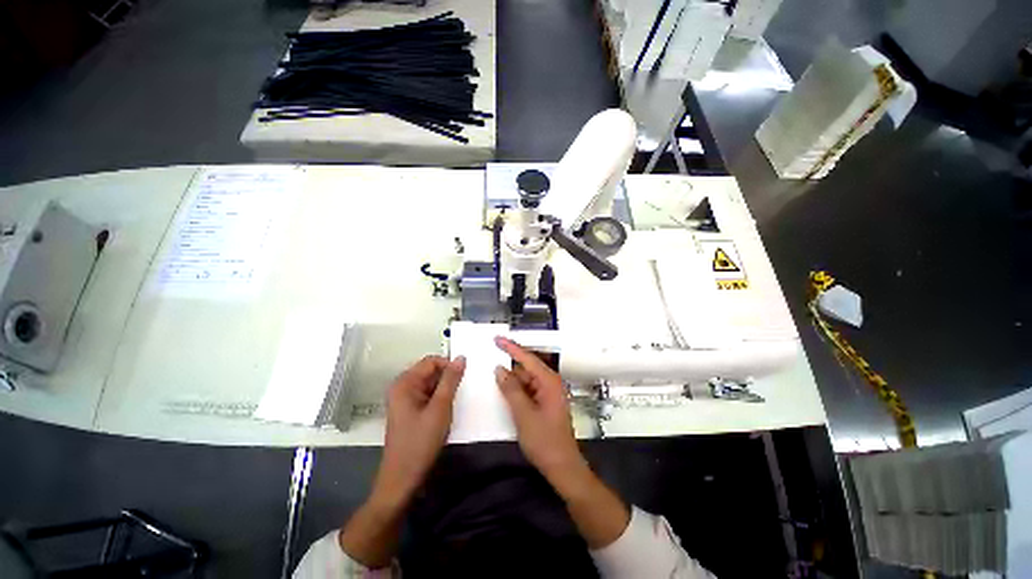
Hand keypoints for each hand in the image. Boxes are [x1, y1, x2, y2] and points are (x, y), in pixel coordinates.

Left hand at [373, 355, 465, 509]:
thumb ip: (451, 380)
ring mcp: (404, 400)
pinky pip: (427, 396)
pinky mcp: (409, 411)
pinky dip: (439, 399)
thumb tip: (461, 357)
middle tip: (461, 392)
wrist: (402, 479)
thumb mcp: (440, 408)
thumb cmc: (420, 442)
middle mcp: (402, 387)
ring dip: (444, 390)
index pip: (431, 361)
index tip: (464, 378)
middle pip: (430, 371)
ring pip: (430, 384)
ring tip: (454, 403)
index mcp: (404, 382)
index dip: (449, 365)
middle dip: (447, 379)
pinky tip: (446, 411)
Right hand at [493, 337, 587, 484]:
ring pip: (525, 380)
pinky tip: (502, 391)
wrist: (562, 467)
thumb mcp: (524, 415)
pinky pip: (527, 390)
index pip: (528, 358)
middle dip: (509, 365)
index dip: (511, 347)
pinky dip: (515, 390)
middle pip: (526, 368)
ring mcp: (547, 393)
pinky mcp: (544, 403)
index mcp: (549, 381)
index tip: (497, 339)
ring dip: (511, 379)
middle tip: (489, 359)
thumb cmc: (545, 441)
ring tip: (491, 376)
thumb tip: (499, 369)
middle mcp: (549, 383)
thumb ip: (511, 390)